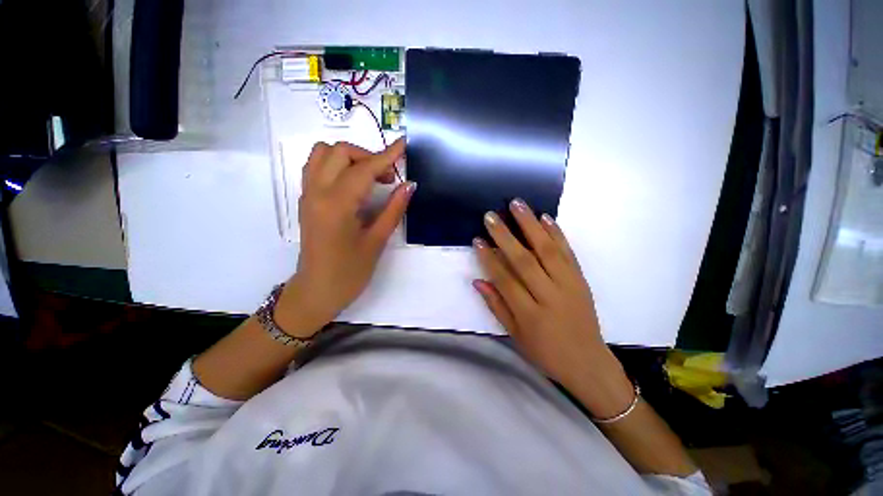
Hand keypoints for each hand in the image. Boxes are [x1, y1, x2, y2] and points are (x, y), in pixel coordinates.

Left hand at [275, 139, 415, 337]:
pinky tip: (353, 183)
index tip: (403, 145)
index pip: (364, 169)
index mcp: (337, 205)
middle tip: (387, 177)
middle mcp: (317, 192)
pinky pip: (317, 166)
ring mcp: (307, 194)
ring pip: (323, 153)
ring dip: (350, 157)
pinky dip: (336, 164)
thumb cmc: (350, 272)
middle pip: (340, 151)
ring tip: (369, 177)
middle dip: (368, 156)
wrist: (316, 291)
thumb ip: (393, 210)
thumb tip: (409, 185)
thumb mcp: (377, 242)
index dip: (386, 155)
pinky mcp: (306, 200)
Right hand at [473, 199, 633, 418]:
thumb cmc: (545, 352)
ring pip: (548, 250)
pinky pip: (568, 253)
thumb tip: (478, 280)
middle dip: (505, 236)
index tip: (478, 239)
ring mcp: (569, 285)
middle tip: (491, 215)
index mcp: (530, 314)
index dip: (489, 258)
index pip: (505, 280)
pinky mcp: (581, 280)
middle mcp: (550, 296)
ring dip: (531, 225)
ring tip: (518, 204)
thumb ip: (497, 306)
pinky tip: (546, 217)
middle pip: (525, 260)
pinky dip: (557, 233)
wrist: (588, 363)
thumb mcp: (515, 335)